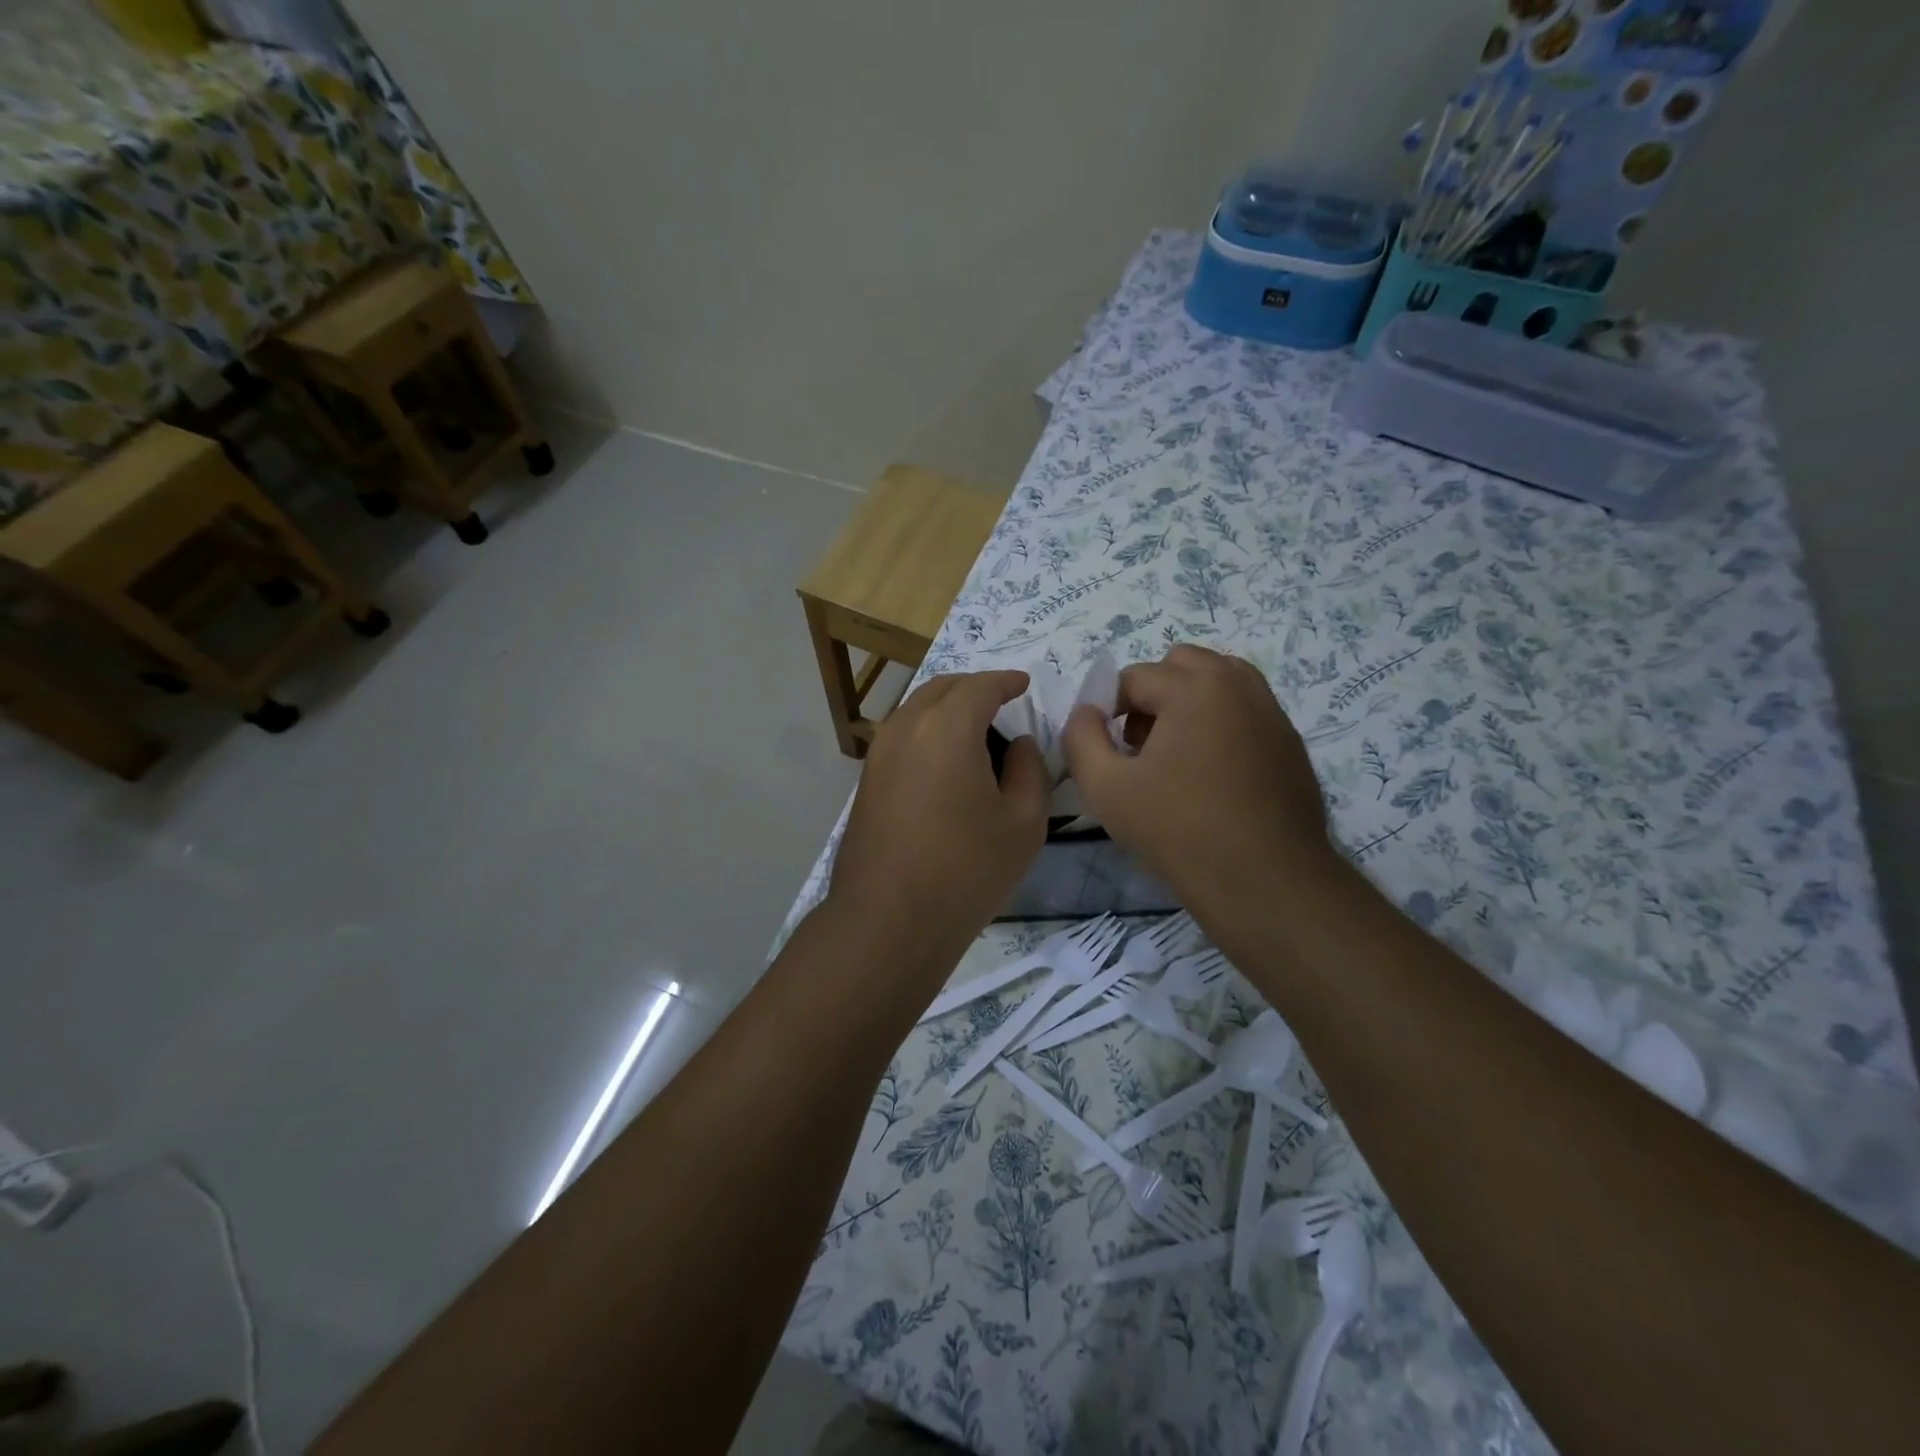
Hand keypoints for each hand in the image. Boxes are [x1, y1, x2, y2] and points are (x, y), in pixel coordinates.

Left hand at [829, 671, 1049, 959]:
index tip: (1024, 685)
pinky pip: (901, 737)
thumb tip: (1018, 744)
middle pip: (942, 688)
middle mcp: (906, 728)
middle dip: (974, 688)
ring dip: (946, 709)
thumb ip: (1030, 770)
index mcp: (947, 728)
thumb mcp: (1024, 823)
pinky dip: (927, 732)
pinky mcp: (866, 781)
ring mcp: (879, 754)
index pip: (981, 686)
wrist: (888, 920)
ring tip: (976, 732)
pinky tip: (945, 761)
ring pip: (916, 710)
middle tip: (1002, 703)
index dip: (1006, 681)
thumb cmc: (966, 870)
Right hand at [1061, 646, 1332, 908]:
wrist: (1264, 881)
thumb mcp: (1105, 787)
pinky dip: (1220, 722)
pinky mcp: (1289, 741)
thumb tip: (1087, 712)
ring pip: (1218, 681)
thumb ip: (1080, 737)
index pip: (1134, 677)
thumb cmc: (1178, 830)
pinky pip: (1244, 710)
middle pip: (1181, 665)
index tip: (1108, 752)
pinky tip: (1212, 775)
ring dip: (1188, 702)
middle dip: (1152, 695)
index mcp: (1195, 687)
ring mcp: (1271, 711)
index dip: (1109, 711)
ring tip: (1176, 754)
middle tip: (1141, 747)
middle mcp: (1239, 684)